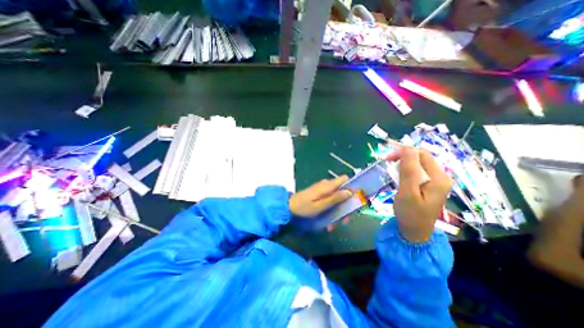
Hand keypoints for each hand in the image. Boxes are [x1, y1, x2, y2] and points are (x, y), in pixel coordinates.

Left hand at [291, 176, 352, 219]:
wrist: (289, 207)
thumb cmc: (304, 207)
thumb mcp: (320, 205)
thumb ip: (335, 198)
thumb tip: (350, 192)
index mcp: (328, 186)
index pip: (345, 180)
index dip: (353, 188)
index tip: (357, 201)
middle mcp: (327, 185)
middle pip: (343, 191)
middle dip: (346, 206)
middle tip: (345, 220)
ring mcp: (323, 190)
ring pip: (337, 198)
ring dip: (339, 211)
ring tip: (334, 225)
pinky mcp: (320, 194)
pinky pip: (330, 200)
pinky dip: (332, 210)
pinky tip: (328, 222)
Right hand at [392, 147, 450, 241]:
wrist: (415, 232)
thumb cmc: (410, 213)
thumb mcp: (407, 191)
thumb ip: (408, 170)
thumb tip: (407, 148)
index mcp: (438, 177)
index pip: (421, 154)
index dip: (403, 152)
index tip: (387, 159)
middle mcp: (441, 177)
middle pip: (421, 158)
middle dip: (403, 157)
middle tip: (387, 163)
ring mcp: (436, 182)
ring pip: (418, 164)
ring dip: (403, 164)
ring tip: (392, 172)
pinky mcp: (430, 186)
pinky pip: (417, 172)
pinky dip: (406, 171)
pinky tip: (399, 178)